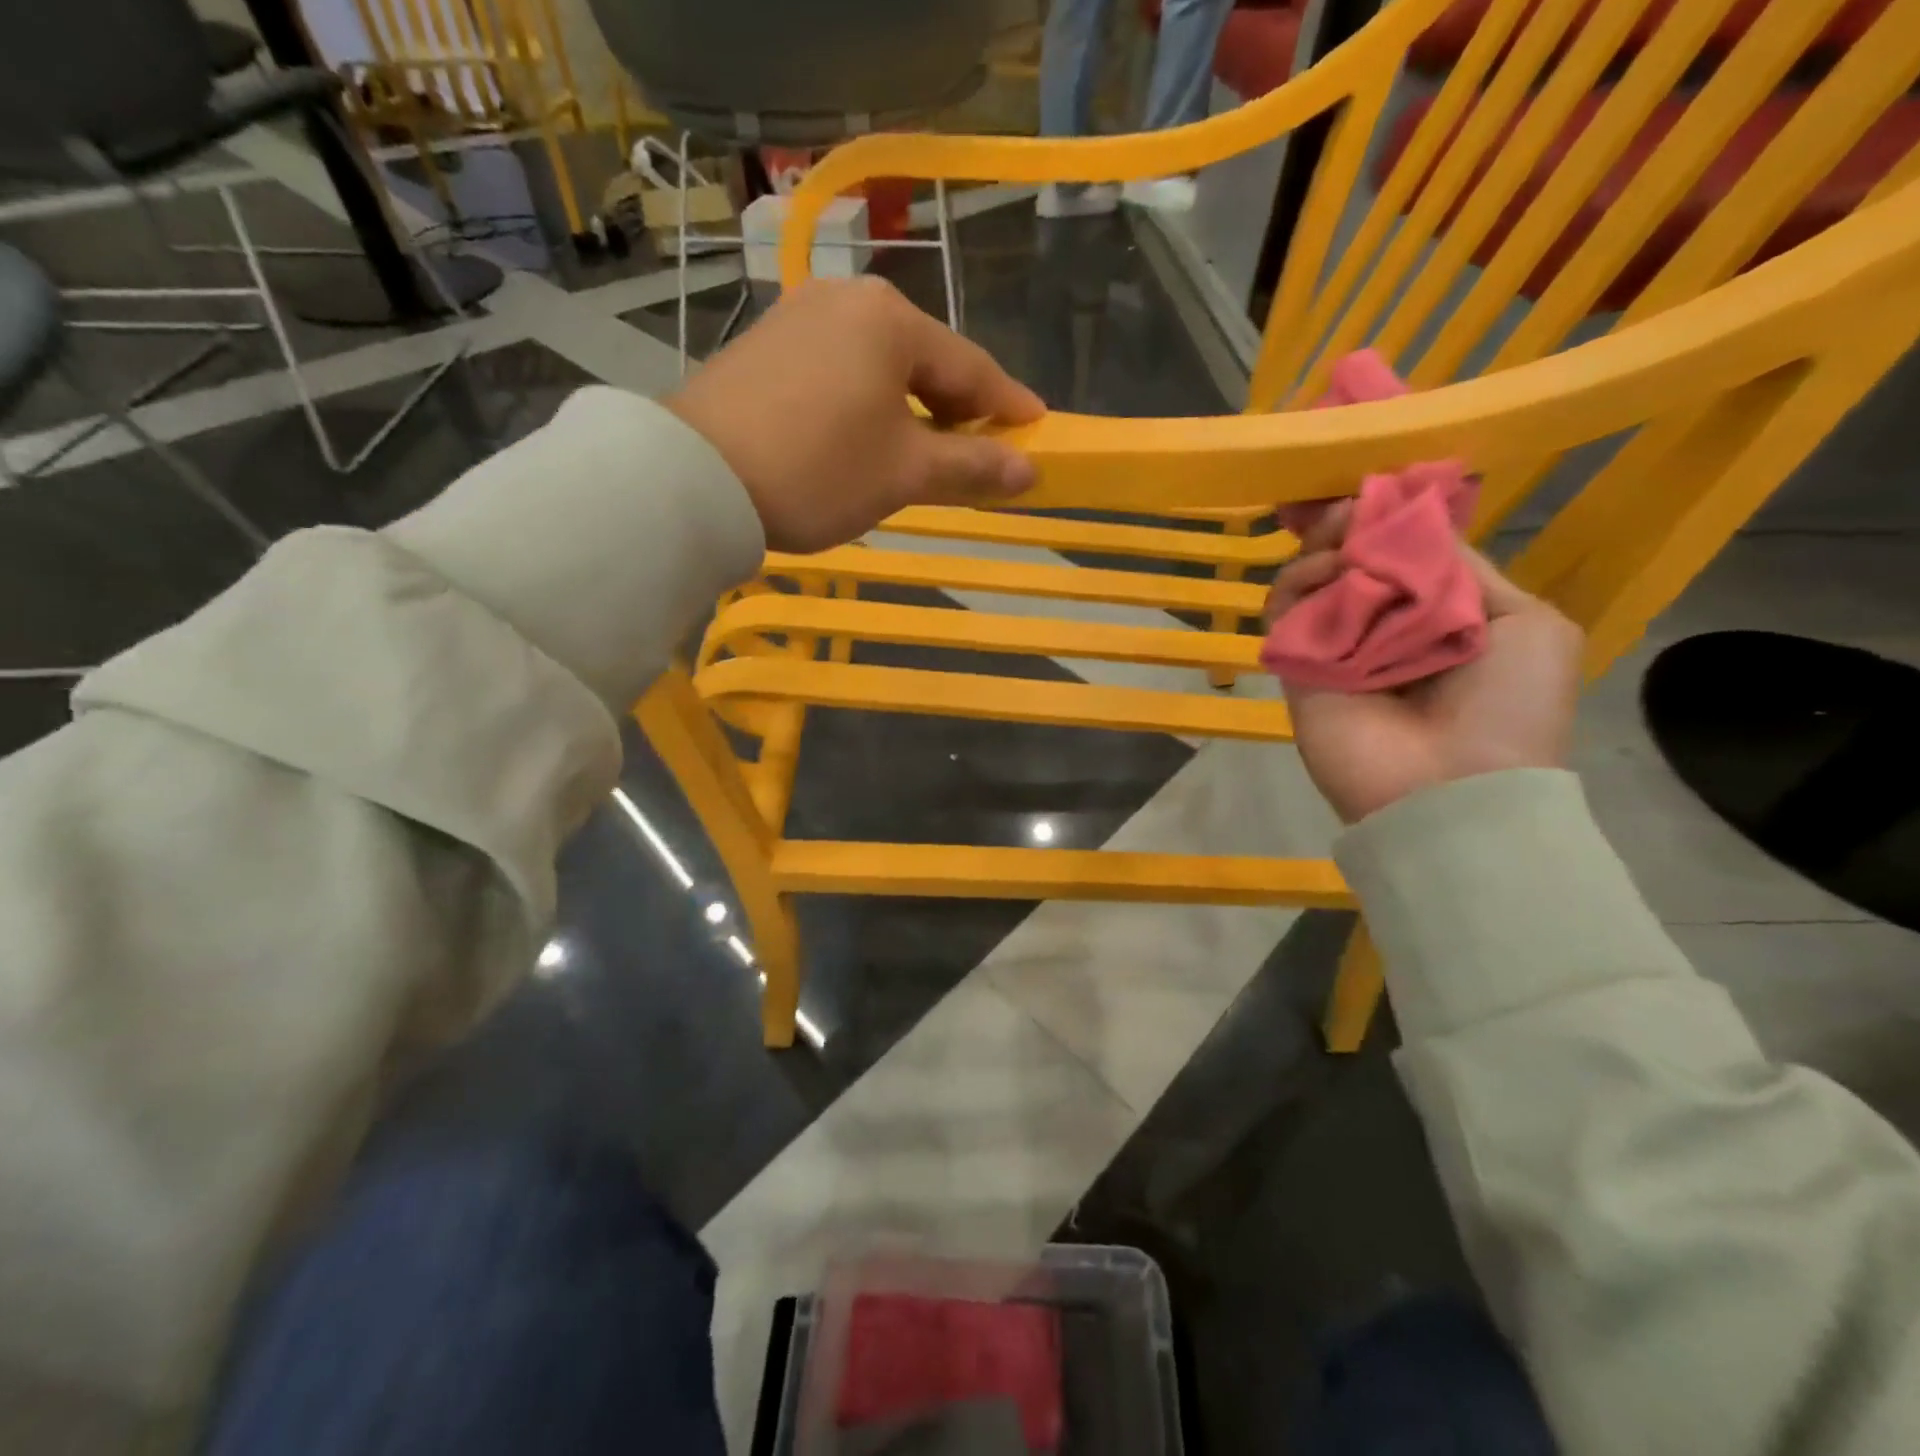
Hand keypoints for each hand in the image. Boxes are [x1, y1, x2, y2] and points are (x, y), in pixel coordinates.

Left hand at [665, 277, 1043, 553]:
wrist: (697, 478)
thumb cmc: (818, 470)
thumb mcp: (904, 474)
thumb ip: (971, 467)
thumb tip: (1028, 470)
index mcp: (891, 319)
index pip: (970, 367)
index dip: (1008, 406)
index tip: (1038, 431)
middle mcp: (846, 301)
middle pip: (924, 360)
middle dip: (957, 410)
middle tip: (982, 453)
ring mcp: (798, 318)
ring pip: (879, 368)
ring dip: (912, 412)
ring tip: (927, 454)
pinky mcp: (765, 348)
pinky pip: (839, 373)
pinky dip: (867, 406)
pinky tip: (868, 438)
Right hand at [1265, 507, 1583, 822]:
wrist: (1453, 788)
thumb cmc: (1508, 707)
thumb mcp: (1526, 624)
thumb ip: (1467, 569)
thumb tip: (1408, 529)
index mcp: (1439, 613)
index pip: (1402, 553)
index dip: (1386, 519)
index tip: (1375, 490)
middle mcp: (1383, 624)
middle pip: (1351, 560)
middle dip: (1347, 526)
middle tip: (1344, 510)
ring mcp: (1336, 646)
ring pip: (1311, 580)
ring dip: (1321, 550)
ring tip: (1334, 541)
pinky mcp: (1296, 666)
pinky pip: (1284, 614)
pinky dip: (1296, 585)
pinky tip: (1320, 574)